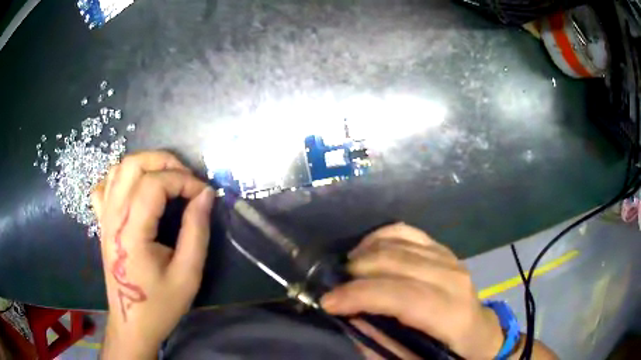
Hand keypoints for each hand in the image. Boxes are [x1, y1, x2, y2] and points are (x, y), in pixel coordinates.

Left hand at [91, 151, 214, 358]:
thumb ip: (197, 231)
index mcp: (132, 232)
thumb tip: (205, 195)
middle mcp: (113, 218)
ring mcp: (104, 218)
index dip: (184, 180)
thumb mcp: (188, 274)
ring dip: (145, 165)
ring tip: (166, 180)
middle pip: (133, 164)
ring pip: (118, 169)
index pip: (155, 184)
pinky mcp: (102, 223)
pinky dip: (121, 177)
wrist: (131, 323)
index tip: (204, 194)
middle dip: (164, 161)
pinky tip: (135, 189)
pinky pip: (105, 186)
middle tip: (186, 179)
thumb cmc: (160, 305)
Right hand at [321, 223, 503, 359]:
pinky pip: (407, 232)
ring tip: (346, 272)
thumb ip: (380, 343)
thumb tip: (350, 317)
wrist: (477, 332)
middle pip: (398, 263)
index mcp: (452, 315)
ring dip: (364, 254)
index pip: (404, 296)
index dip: (362, 296)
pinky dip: (380, 237)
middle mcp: (453, 279)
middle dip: (356, 273)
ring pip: (399, 243)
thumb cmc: (447, 352)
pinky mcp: (442, 250)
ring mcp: (449, 259)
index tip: (328, 302)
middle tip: (333, 288)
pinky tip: (366, 250)